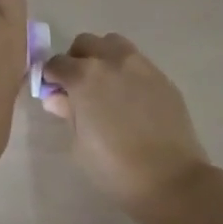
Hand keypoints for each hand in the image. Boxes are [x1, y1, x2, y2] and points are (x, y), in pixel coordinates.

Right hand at [42, 33, 213, 220]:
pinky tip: (131, 98)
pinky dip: (127, 71)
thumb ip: (67, 112)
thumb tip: (56, 98)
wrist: (172, 180)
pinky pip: (137, 62)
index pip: (56, 63)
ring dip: (103, 57)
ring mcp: (140, 66)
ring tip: (106, 85)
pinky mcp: (162, 77)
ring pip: (113, 44)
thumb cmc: (115, 167)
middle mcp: (111, 61)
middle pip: (85, 43)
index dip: (51, 77)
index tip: (54, 93)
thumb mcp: (79, 144)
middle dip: (76, 60)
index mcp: (84, 76)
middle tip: (79, 87)